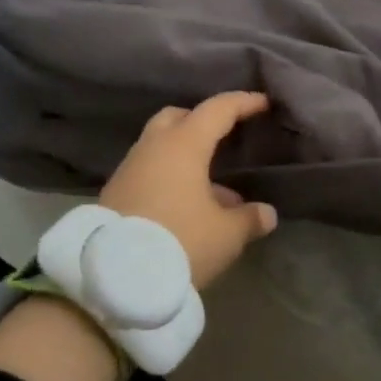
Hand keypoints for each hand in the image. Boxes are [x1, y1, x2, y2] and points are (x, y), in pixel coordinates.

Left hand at [100, 91, 278, 290]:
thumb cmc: (180, 241)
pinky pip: (148, 170)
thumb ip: (248, 219)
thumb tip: (266, 213)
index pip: (217, 110)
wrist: (114, 277)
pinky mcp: (115, 192)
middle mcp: (153, 147)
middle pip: (177, 117)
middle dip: (201, 121)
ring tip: (211, 186)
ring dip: (184, 156)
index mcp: (184, 144)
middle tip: (222, 134)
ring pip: (159, 146)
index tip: (262, 103)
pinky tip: (184, 205)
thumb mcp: (225, 235)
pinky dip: (168, 175)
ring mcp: (129, 168)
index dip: (242, 103)